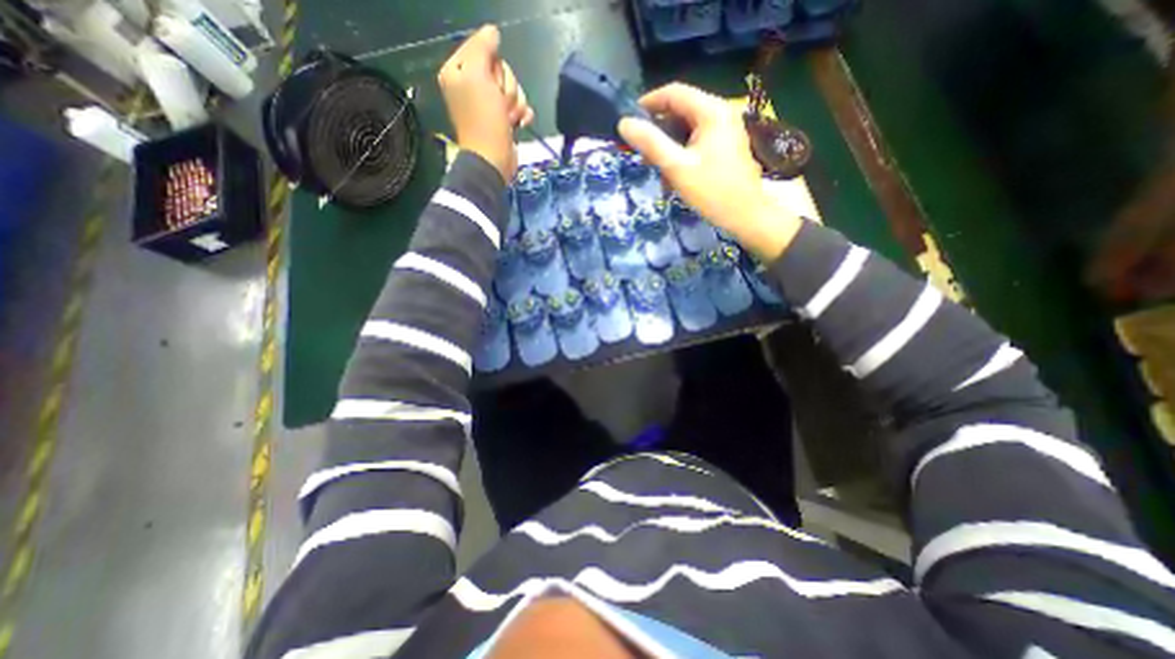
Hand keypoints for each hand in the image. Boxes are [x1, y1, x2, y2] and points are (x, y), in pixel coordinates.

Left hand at [438, 24, 536, 182]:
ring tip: (508, 119)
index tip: (491, 83)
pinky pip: (520, 107)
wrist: (493, 159)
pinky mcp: (504, 119)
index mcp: (459, 71)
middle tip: (499, 105)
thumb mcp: (477, 76)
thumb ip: (482, 47)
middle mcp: (472, 85)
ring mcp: (489, 104)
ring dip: (515, 104)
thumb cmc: (483, 120)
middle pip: (502, 70)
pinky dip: (523, 115)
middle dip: (506, 89)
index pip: (484, 49)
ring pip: (513, 89)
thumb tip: (493, 32)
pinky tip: (519, 124)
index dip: (494, 66)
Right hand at [619, 81, 802, 262]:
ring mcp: (726, 130)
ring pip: (687, 128)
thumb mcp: (676, 167)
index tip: (629, 122)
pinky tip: (673, 174)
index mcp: (712, 111)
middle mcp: (721, 113)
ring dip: (668, 145)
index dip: (648, 103)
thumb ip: (650, 143)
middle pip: (681, 110)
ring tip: (656, 167)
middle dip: (658, 130)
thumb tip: (624, 123)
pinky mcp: (726, 146)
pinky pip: (697, 141)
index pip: (674, 93)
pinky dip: (681, 153)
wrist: (745, 216)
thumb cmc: (711, 191)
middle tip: (641, 152)